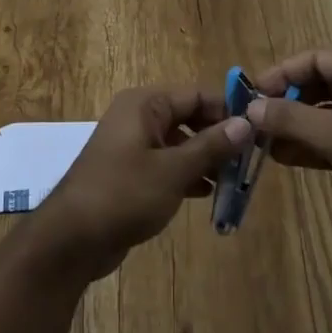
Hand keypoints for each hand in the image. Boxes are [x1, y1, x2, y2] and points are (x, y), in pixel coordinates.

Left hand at [33, 87, 251, 281]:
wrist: (72, 238)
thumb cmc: (124, 194)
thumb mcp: (173, 170)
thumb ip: (211, 146)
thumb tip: (246, 123)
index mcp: (144, 104)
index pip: (195, 94)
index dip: (227, 109)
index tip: (259, 130)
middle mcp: (138, 117)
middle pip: (188, 116)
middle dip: (218, 137)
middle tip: (249, 160)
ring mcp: (132, 145)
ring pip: (179, 142)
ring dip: (205, 158)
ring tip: (234, 180)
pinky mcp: (130, 172)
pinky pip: (167, 163)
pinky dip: (187, 174)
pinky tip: (208, 193)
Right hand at [249, 49, 331, 245]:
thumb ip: (291, 118)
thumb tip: (249, 108)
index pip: (315, 58)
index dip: (281, 73)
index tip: (250, 93)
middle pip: (317, 84)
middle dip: (285, 101)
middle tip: (252, 119)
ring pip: (321, 113)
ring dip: (292, 126)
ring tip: (260, 141)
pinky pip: (330, 137)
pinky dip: (307, 145)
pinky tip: (279, 157)